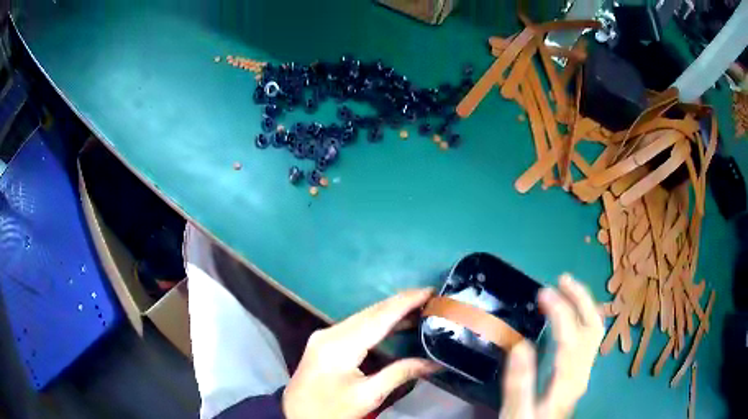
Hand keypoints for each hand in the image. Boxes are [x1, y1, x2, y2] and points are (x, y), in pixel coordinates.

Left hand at [282, 289, 440, 418]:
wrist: (295, 417)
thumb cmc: (331, 410)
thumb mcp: (368, 396)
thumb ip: (400, 374)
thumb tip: (434, 362)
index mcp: (340, 345)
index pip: (379, 317)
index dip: (405, 303)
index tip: (430, 290)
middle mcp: (330, 333)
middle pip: (370, 312)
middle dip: (400, 302)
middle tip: (430, 297)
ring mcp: (324, 336)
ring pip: (363, 317)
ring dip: (390, 311)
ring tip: (419, 307)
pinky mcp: (324, 342)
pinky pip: (355, 325)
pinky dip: (377, 322)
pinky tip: (393, 324)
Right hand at [500, 274, 603, 418]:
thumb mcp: (517, 410)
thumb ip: (519, 382)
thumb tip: (519, 345)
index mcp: (567, 380)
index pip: (571, 338)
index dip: (560, 312)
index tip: (543, 293)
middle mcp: (582, 370)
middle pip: (592, 327)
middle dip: (581, 299)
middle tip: (562, 279)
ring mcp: (584, 369)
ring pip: (595, 329)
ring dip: (584, 304)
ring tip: (567, 287)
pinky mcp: (580, 369)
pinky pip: (589, 335)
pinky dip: (583, 315)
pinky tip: (572, 311)